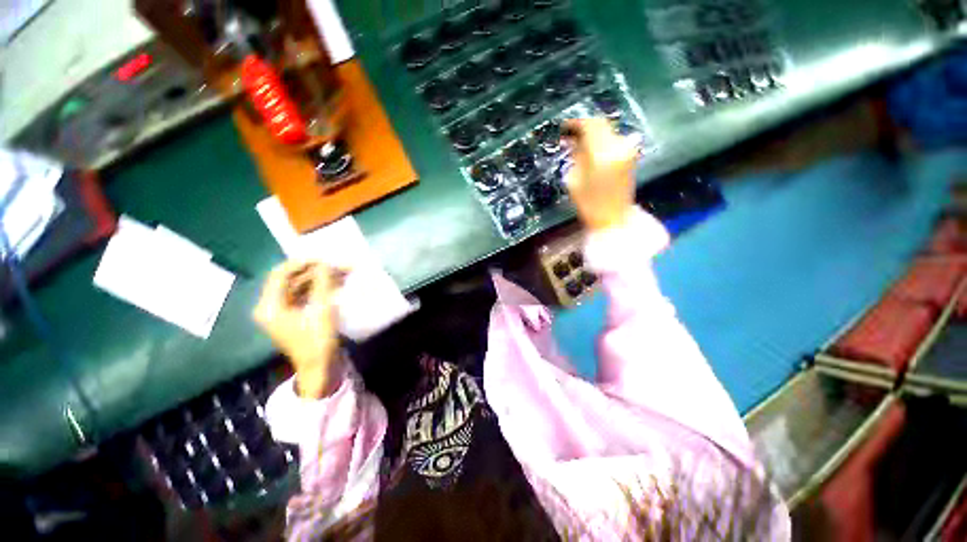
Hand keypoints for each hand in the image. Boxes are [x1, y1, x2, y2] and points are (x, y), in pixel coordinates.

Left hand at [253, 260, 342, 398]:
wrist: (320, 367)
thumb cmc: (317, 340)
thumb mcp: (321, 310)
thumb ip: (322, 284)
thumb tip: (326, 264)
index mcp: (270, 306)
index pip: (280, 274)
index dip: (301, 263)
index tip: (323, 258)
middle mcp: (272, 306)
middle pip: (292, 280)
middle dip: (316, 271)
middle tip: (337, 265)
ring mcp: (284, 312)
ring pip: (301, 287)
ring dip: (321, 279)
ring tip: (342, 273)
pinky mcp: (296, 316)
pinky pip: (306, 295)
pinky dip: (321, 288)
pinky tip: (337, 284)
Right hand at [562, 118, 638, 231]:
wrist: (614, 218)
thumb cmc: (589, 204)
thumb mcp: (574, 180)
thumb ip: (575, 156)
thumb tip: (573, 141)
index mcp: (601, 153)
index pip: (589, 125)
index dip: (575, 123)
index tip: (563, 127)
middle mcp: (618, 146)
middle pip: (601, 124)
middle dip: (584, 126)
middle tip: (570, 135)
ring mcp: (627, 149)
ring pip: (608, 131)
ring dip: (593, 133)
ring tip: (578, 143)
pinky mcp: (631, 155)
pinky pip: (614, 140)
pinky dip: (602, 140)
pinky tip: (592, 149)